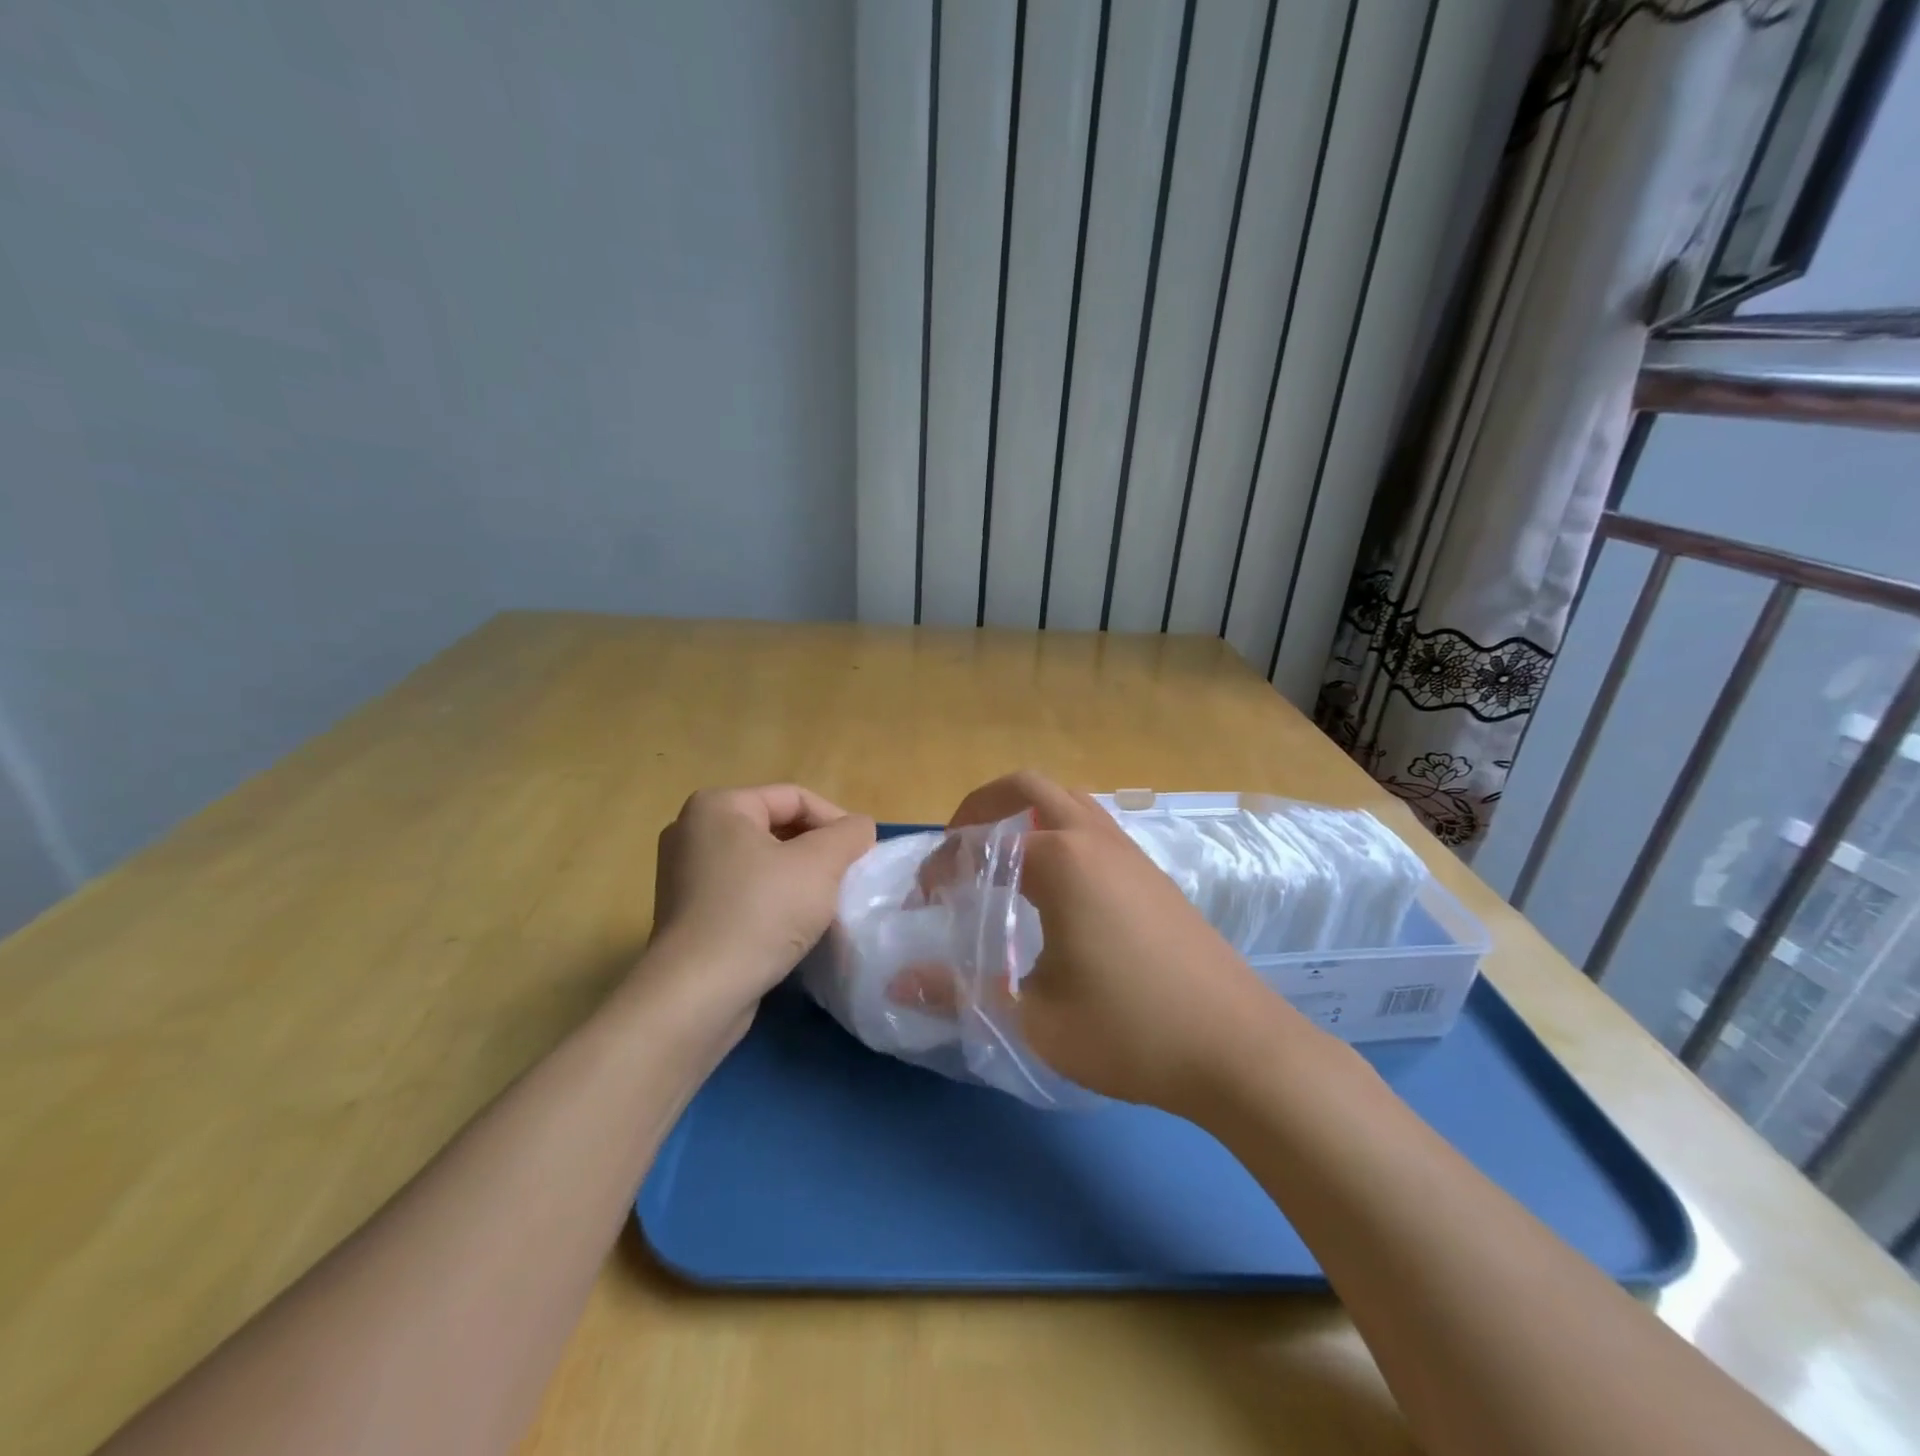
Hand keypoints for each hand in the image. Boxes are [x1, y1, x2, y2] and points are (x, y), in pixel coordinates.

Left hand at [648, 786, 875, 1022]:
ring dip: (798, 879)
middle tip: (847, 880)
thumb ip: (849, 834)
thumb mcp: (820, 864)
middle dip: (818, 852)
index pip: (795, 798)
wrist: (698, 994)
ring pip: (762, 863)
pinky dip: (772, 902)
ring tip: (825, 905)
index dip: (836, 822)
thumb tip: (859, 828)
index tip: (862, 856)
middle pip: (777, 828)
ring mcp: (684, 875)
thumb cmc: (760, 913)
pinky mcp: (687, 914)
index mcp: (718, 806)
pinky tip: (793, 928)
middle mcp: (693, 831)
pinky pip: (743, 893)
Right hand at [946, 772, 1303, 1111]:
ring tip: (999, 865)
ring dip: (1025, 816)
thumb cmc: (1130, 1032)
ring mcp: (1131, 853)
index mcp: (1062, 860)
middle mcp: (1096, 839)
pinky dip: (1058, 835)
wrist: (1239, 1050)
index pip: (983, 840)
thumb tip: (901, 982)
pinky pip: (1094, 828)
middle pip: (1028, 787)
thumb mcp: (1033, 1018)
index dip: (943, 864)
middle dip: (981, 808)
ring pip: (1068, 802)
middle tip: (957, 851)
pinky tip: (1053, 894)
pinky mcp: (1153, 875)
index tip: (926, 900)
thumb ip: (960, 992)